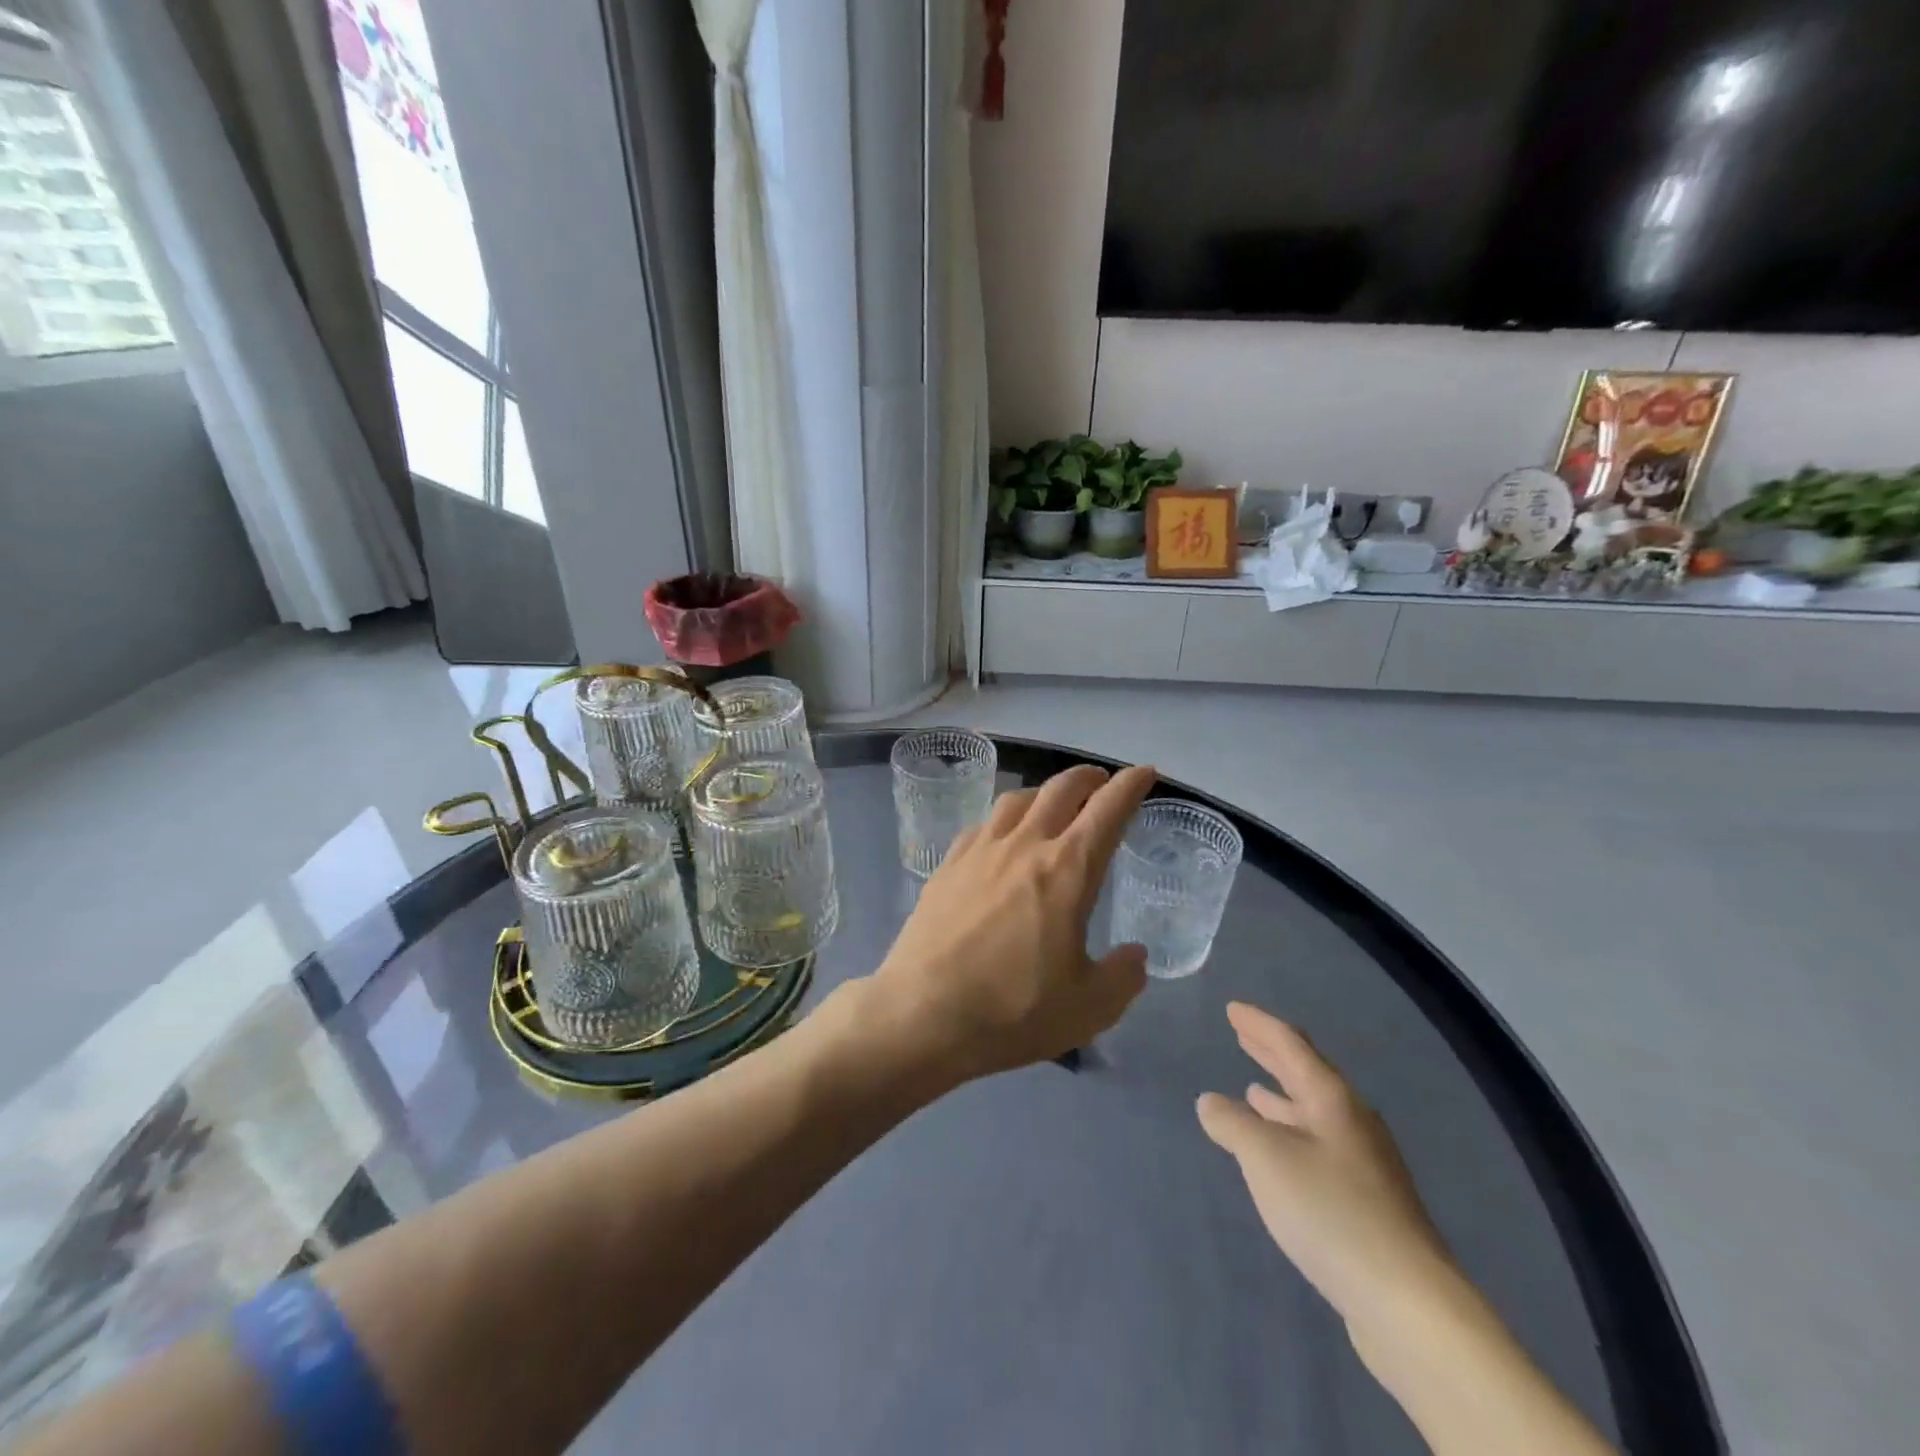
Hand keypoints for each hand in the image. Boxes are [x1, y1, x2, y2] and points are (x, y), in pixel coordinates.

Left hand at [869, 763, 1155, 1082]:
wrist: (922, 1013)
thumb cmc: (1013, 1010)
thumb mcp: (1089, 1008)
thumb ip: (1122, 977)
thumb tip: (1134, 955)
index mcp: (1066, 870)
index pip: (1107, 810)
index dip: (1131, 786)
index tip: (1145, 773)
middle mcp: (1023, 846)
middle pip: (1060, 790)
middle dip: (1087, 778)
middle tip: (1101, 782)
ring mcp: (979, 852)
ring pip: (1016, 799)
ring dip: (1043, 792)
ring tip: (1052, 803)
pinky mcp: (946, 866)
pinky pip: (982, 825)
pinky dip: (1003, 820)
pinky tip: (1000, 838)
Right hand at [1197, 1003, 1454, 1333]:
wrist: (1408, 1303)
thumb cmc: (1331, 1212)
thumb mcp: (1266, 1158)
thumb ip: (1233, 1124)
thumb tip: (1211, 1102)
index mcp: (1332, 1100)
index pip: (1291, 1045)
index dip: (1259, 1024)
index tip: (1233, 1009)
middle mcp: (1352, 1123)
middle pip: (1307, 1075)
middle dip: (1272, 1053)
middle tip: (1243, 1034)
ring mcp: (1364, 1165)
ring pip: (1314, 1114)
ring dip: (1281, 1098)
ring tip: (1253, 1090)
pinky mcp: (1367, 1204)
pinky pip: (1318, 1148)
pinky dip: (1291, 1135)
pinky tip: (1279, 1155)